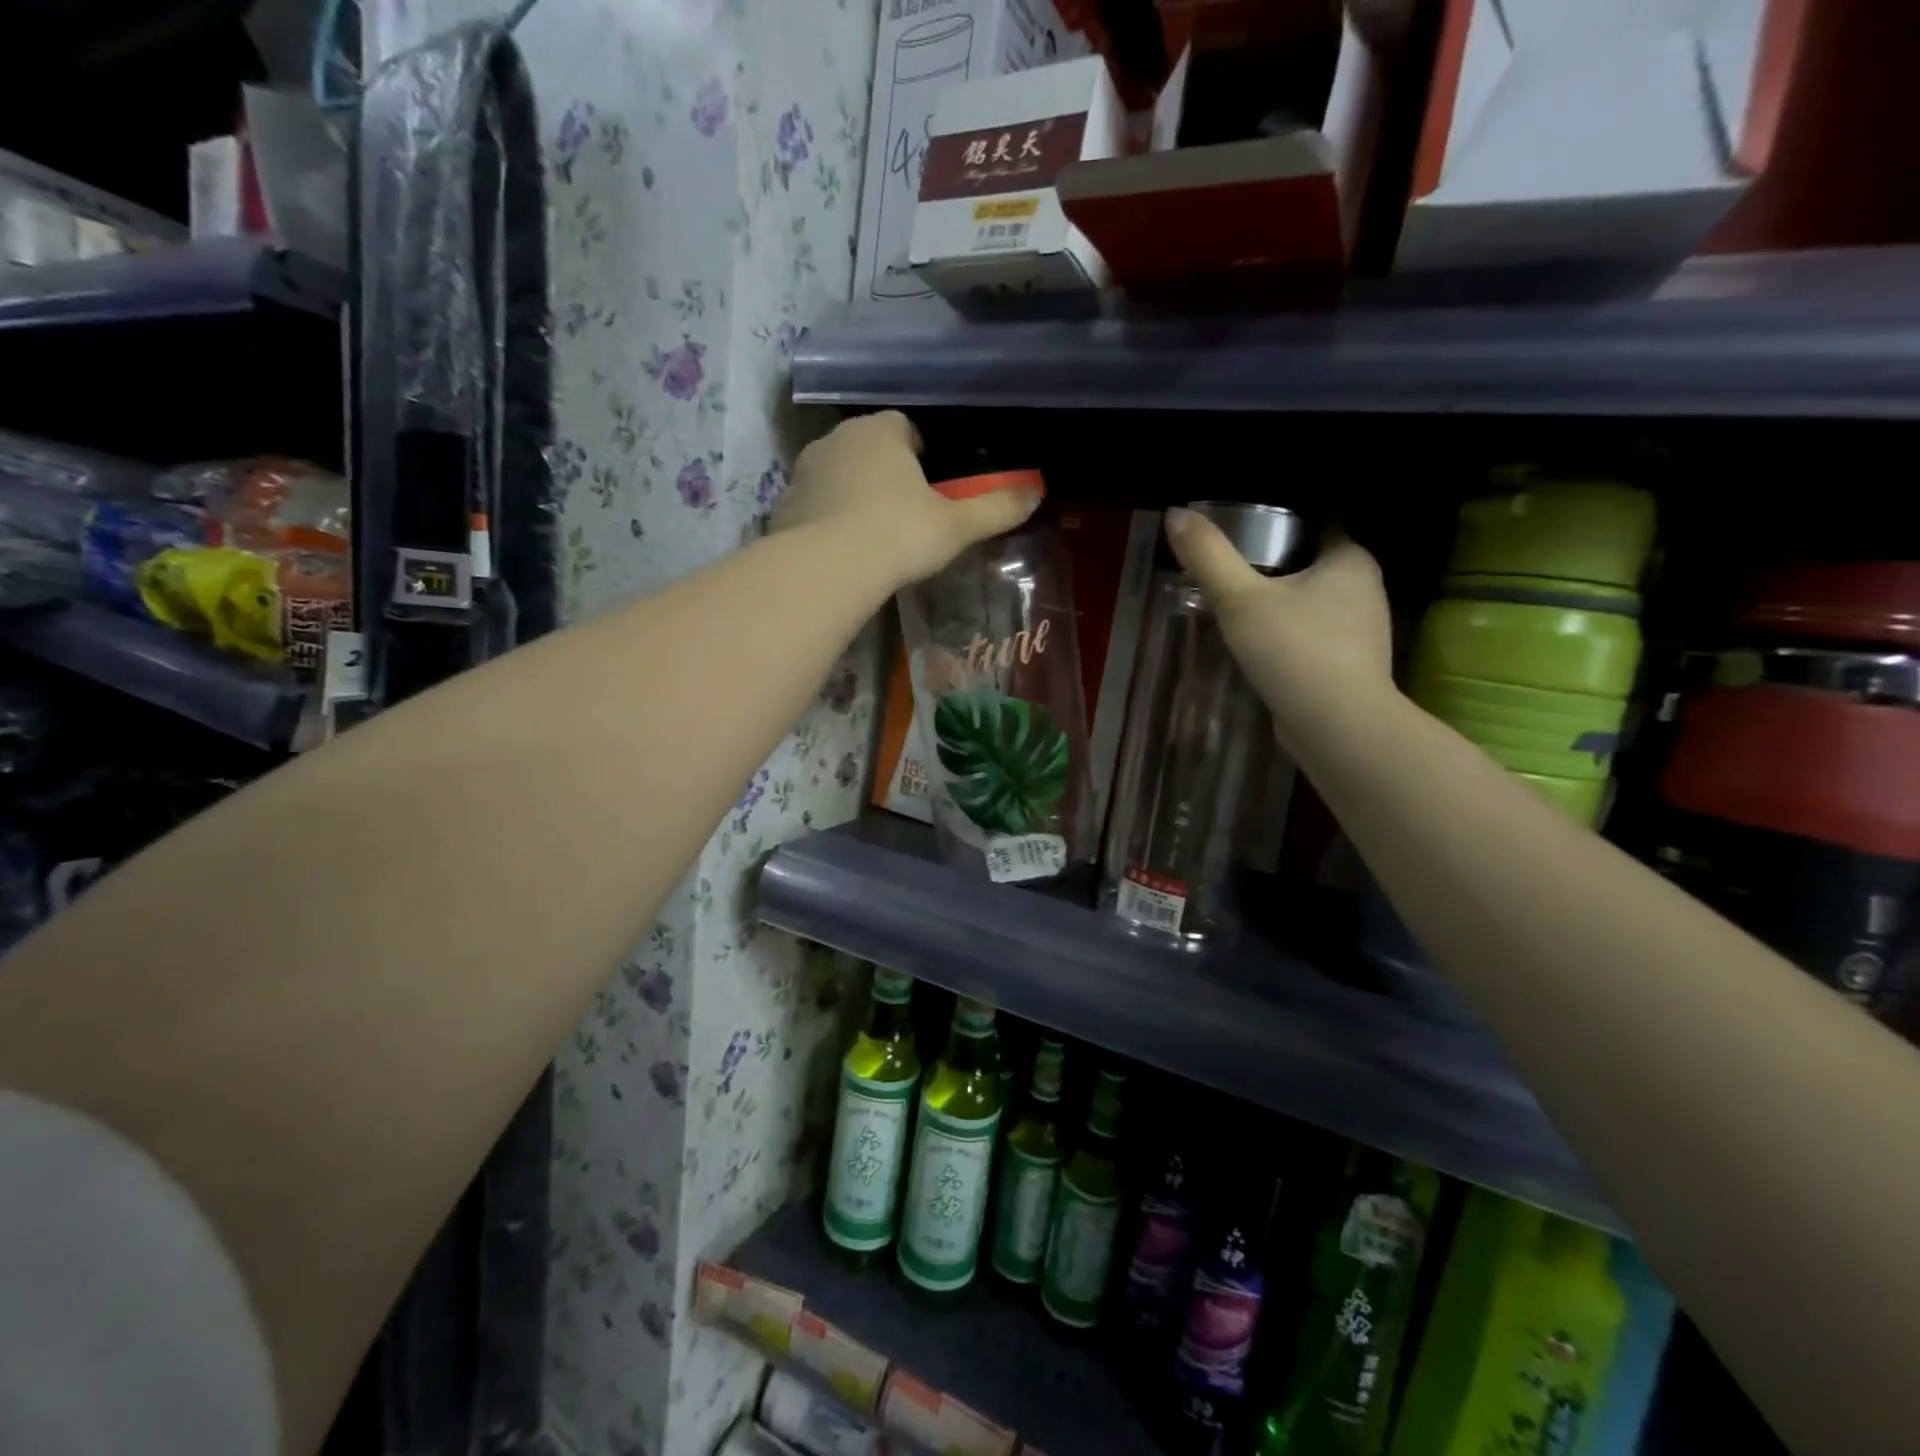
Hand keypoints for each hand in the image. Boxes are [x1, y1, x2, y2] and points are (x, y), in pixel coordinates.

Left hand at [775, 412, 1041, 587]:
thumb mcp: (956, 526)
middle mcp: (837, 440)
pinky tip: (842, 551)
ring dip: (854, 494)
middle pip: (869, 448)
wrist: (827, 569)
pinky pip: (814, 505)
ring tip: (873, 535)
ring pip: (838, 475)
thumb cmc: (898, 535)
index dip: (922, 454)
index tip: (932, 486)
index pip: (905, 427)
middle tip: (906, 514)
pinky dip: (828, 519)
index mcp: (880, 432)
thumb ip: (996, 508)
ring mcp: (804, 471)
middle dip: (886, 472)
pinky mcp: (783, 506)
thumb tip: (1037, 492)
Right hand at [1164, 508, 1395, 752]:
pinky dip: (1289, 637)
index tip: (1243, 529)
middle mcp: (1366, 589)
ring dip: (1282, 605)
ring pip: (1313, 604)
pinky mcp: (1351, 667)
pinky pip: (1314, 638)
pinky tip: (1260, 647)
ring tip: (1238, 607)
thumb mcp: (1240, 599)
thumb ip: (1208, 556)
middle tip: (1230, 569)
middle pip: (1313, 565)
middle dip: (1276, 567)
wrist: (1336, 726)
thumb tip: (1176, 514)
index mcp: (1351, 559)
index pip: (1317, 524)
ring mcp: (1362, 632)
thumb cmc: (1295, 650)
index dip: (1280, 522)